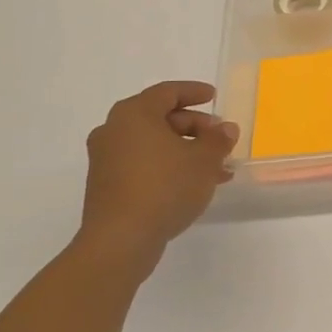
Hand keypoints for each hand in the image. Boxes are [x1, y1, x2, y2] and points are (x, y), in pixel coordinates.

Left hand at [77, 81, 237, 274]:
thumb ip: (218, 139)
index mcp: (134, 114)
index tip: (214, 96)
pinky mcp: (106, 185)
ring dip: (186, 150)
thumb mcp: (204, 159)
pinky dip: (169, 166)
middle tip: (220, 138)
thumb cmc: (165, 187)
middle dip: (195, 126)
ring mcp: (106, 159)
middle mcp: (114, 131)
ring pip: (154, 144)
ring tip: (217, 167)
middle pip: (160, 118)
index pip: (167, 92)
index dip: (194, 92)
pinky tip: (194, 184)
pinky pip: (144, 163)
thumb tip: (225, 129)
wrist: (121, 240)